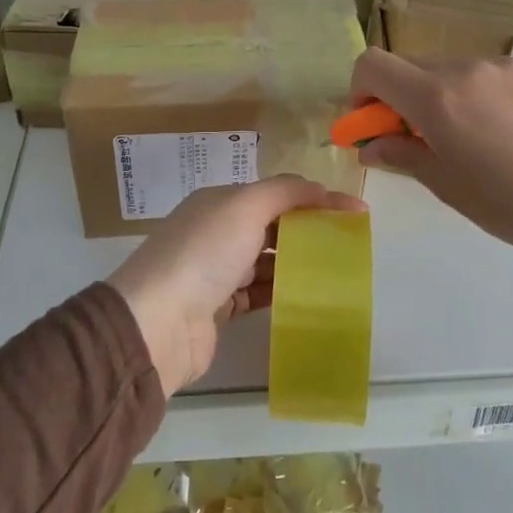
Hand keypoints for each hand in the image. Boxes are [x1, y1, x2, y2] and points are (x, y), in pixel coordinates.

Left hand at [108, 176, 367, 394]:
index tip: (355, 212)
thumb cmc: (204, 254)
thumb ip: (285, 192)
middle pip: (271, 225)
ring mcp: (216, 272)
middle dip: (308, 230)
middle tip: (349, 243)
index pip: (275, 193)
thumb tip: (320, 188)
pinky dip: (281, 293)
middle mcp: (216, 232)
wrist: (157, 323)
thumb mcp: (245, 207)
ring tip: (337, 271)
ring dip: (297, 263)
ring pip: (266, 261)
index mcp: (219, 202)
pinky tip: (308, 297)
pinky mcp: (218, 309)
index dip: (315, 198)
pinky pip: (258, 294)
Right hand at [348, 48, 512, 278]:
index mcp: (437, 96)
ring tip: (470, 141)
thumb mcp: (447, 185)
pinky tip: (505, 135)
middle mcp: (466, 68)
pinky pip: (487, 76)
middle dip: (400, 98)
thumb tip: (371, 145)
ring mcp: (505, 67)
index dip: (360, 92)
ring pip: (450, 70)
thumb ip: (402, 155)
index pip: (373, 65)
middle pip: (411, 66)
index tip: (372, 124)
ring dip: (440, 96)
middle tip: (418, 140)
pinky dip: (476, 96)